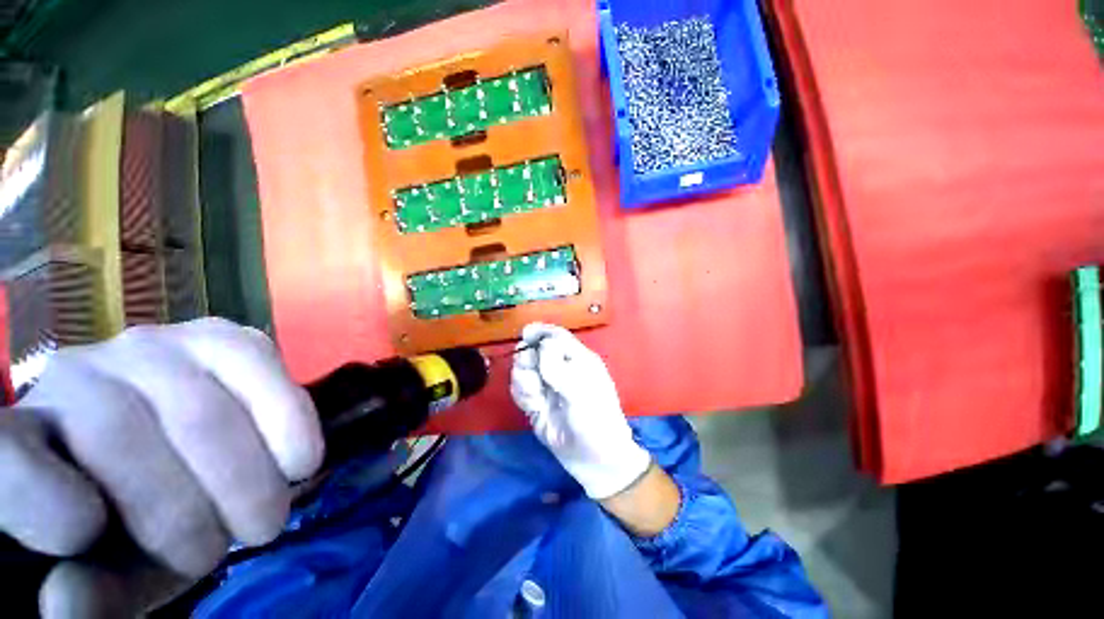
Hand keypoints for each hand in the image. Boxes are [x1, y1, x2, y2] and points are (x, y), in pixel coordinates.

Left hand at [0, 318, 323, 616]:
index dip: (35, 494)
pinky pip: (253, 360)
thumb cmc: (140, 527)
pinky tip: (299, 459)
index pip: (6, 454)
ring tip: (268, 513)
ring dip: (246, 472)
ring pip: (196, 405)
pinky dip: (286, 414)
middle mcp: (73, 375)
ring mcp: (149, 345)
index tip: (86, 536)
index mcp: (23, 442)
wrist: (192, 462)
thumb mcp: (115, 572)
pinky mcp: (218, 335)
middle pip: (119, 432)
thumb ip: (94, 592)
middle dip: (187, 507)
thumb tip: (68, 599)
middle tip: (236, 545)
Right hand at [510, 323, 650, 499]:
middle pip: (535, 351)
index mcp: (578, 360)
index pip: (556, 336)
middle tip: (530, 374)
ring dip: (523, 380)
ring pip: (524, 370)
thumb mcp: (580, 391)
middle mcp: (561, 369)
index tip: (525, 334)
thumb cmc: (596, 420)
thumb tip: (543, 343)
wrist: (594, 461)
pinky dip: (522, 394)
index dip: (540, 332)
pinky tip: (532, 406)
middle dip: (528, 359)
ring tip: (535, 396)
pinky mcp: (536, 404)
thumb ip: (559, 367)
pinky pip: (520, 390)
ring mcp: (547, 387)